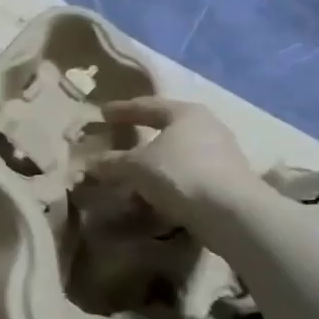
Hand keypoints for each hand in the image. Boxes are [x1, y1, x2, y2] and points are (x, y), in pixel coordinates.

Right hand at [90, 98, 261, 223]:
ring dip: (151, 171)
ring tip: (130, 184)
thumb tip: (88, 163)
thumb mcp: (135, 166)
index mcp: (185, 113)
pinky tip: (151, 203)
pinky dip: (166, 187)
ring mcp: (220, 155)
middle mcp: (207, 128)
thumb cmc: (178, 173)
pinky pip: (186, 179)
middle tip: (118, 144)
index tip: (102, 113)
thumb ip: (111, 162)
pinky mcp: (225, 182)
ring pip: (175, 159)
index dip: (122, 110)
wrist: (230, 212)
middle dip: (139, 143)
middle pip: (165, 131)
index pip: (147, 106)